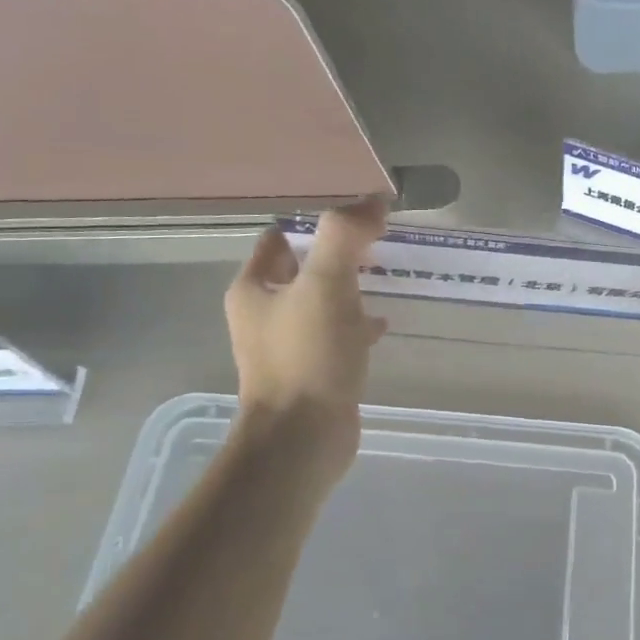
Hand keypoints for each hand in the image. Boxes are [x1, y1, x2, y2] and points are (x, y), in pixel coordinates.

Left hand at [224, 199, 388, 462]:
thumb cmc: (308, 357)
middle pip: (302, 268)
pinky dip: (357, 324)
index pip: (281, 237)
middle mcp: (263, 314)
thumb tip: (372, 200)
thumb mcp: (327, 285)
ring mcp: (287, 346)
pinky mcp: (312, 372)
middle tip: (377, 241)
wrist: (303, 439)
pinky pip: (335, 335)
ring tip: (384, 274)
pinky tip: (382, 323)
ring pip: (321, 302)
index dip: (315, 220)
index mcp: (254, 288)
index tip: (356, 213)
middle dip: (338, 254)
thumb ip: (345, 236)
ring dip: (349, 288)